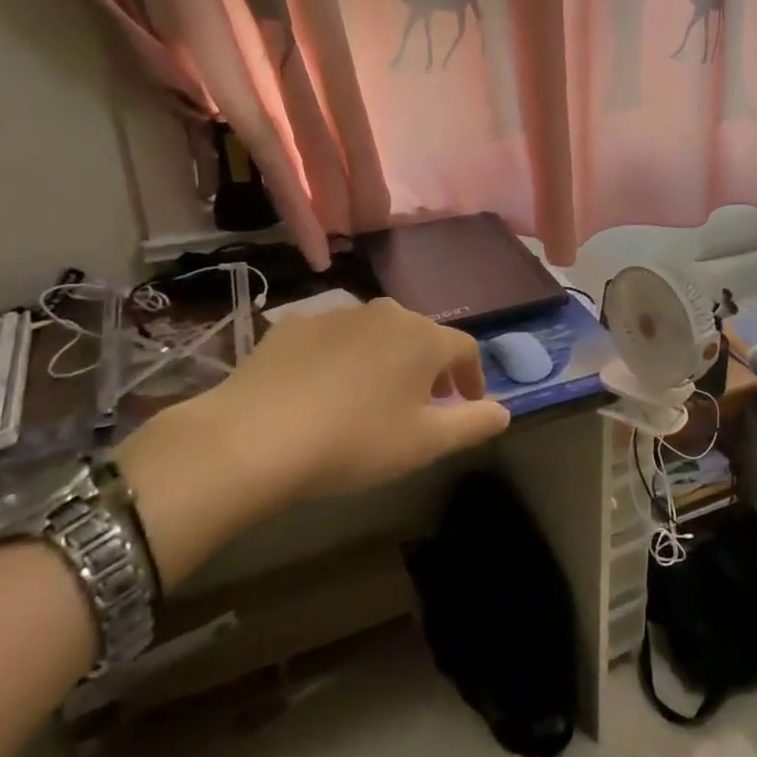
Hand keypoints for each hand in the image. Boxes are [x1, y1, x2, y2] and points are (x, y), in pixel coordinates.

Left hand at [119, 299, 509, 585]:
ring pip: (377, 335)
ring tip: (373, 399)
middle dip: (430, 369)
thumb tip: (504, 412)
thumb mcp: (425, 443)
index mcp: (423, 337)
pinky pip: (333, 339)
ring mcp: (336, 315)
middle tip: (424, 405)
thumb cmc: (355, 441)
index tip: (469, 405)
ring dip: (387, 361)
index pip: (465, 350)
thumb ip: (474, 424)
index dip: (473, 378)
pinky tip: (324, 391)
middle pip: (421, 337)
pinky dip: (341, 359)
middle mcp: (386, 313)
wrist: (252, 438)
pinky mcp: (293, 326)